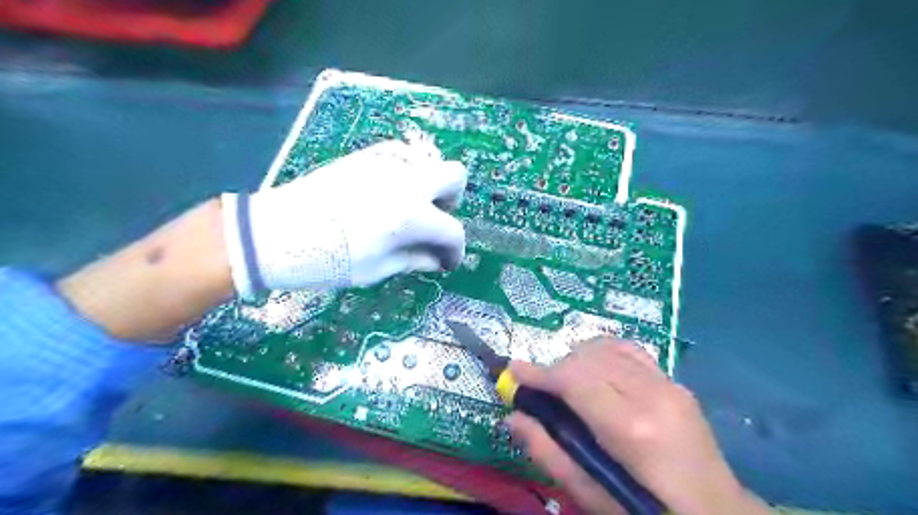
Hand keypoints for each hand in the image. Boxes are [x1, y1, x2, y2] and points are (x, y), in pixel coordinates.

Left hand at [220, 140, 467, 299]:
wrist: (276, 232)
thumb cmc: (328, 260)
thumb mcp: (377, 269)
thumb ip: (415, 259)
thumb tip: (437, 259)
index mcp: (412, 216)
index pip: (452, 231)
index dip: (454, 251)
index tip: (445, 262)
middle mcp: (407, 182)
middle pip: (455, 176)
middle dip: (452, 201)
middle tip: (434, 221)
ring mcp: (386, 163)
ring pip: (430, 161)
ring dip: (430, 185)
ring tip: (410, 208)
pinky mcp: (366, 156)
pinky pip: (402, 155)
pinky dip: (408, 172)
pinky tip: (391, 192)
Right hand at [505, 338, 768, 514]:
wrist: (716, 514)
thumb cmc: (647, 511)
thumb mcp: (592, 495)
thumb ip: (549, 453)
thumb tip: (513, 418)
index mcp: (631, 429)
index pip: (575, 380)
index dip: (539, 373)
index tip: (513, 371)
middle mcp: (651, 395)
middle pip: (588, 360)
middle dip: (556, 369)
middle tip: (540, 390)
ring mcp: (668, 384)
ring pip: (606, 349)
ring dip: (577, 360)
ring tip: (566, 382)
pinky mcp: (675, 382)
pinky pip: (629, 350)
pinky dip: (603, 353)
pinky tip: (595, 369)